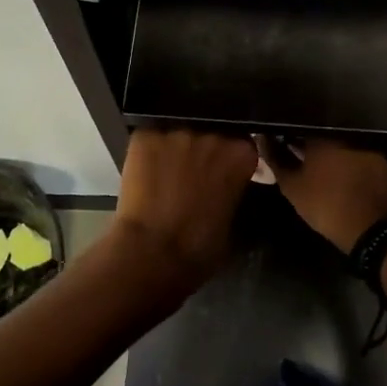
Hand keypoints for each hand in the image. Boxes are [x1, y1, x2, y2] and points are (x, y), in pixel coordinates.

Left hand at [111, 128, 259, 294]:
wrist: (152, 252)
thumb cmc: (200, 248)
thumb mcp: (232, 219)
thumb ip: (233, 191)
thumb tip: (224, 187)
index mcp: (241, 154)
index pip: (242, 145)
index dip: (229, 160)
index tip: (221, 174)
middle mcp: (212, 135)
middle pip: (211, 134)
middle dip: (203, 152)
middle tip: (192, 176)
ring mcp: (177, 132)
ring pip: (179, 134)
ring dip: (176, 150)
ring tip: (165, 174)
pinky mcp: (145, 136)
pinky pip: (150, 137)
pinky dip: (148, 152)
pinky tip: (144, 171)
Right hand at [255, 137, 386, 253]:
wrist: (375, 229)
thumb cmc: (327, 206)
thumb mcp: (294, 188)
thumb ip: (277, 161)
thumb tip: (262, 139)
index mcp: (322, 137)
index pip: (299, 126)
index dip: (288, 134)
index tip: (280, 142)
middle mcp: (346, 135)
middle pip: (322, 134)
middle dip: (310, 143)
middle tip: (299, 156)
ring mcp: (367, 148)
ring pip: (342, 145)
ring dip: (331, 153)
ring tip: (321, 167)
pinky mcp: (382, 162)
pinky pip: (359, 156)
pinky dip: (349, 163)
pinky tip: (344, 175)